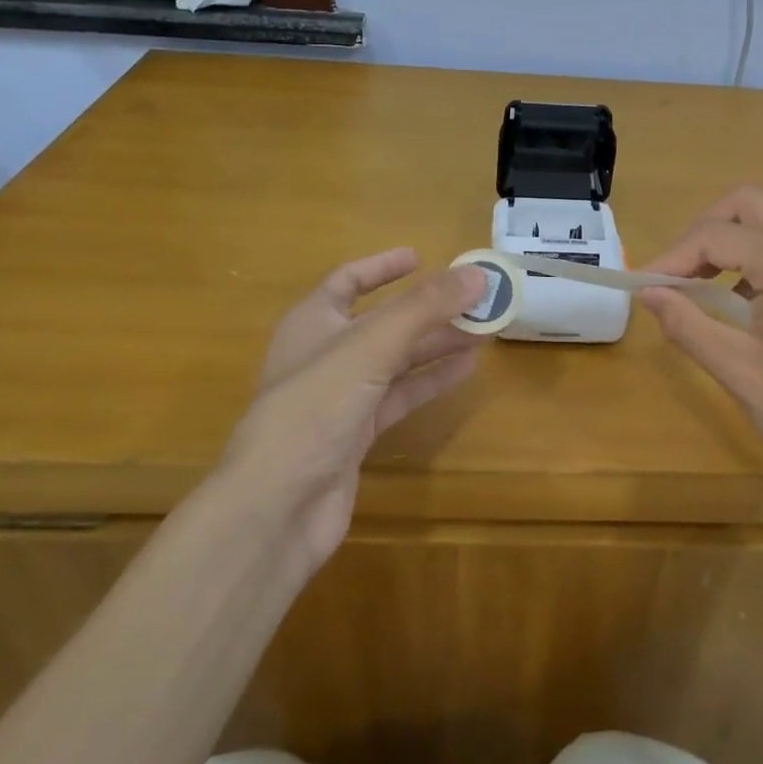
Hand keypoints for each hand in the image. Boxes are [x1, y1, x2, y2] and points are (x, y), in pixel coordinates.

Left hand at [222, 251, 486, 575]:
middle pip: (383, 321)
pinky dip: (430, 380)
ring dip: (437, 344)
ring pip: (396, 360)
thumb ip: (424, 309)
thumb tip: (478, 273)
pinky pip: (399, 396)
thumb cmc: (314, 409)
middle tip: (477, 299)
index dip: (382, 267)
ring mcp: (340, 397)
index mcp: (313, 322)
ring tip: (484, 330)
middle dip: (428, 309)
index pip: (347, 281)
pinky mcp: (356, 434)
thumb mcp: (370, 347)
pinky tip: (465, 369)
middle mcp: (325, 355)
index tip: (421, 257)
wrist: (278, 506)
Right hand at [639, 188, 762, 513]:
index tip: (643, 287)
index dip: (672, 256)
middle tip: (678, 271)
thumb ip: (688, 324)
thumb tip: (649, 294)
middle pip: (752, 203)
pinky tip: (747, 302)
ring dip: (736, 239)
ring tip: (704, 286)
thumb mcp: (739, 371)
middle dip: (706, 228)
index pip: (717, 235)